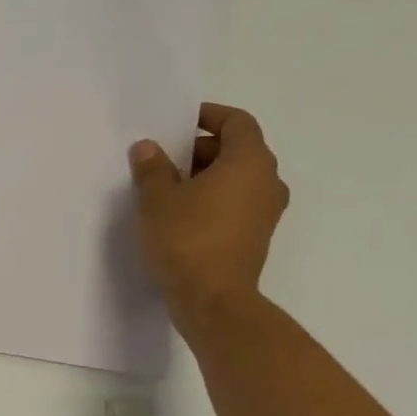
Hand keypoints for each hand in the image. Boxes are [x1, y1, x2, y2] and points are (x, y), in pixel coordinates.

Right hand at [129, 103, 288, 332]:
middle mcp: (267, 181)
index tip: (179, 122)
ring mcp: (266, 211)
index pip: (237, 122)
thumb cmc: (186, 239)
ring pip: (236, 178)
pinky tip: (180, 214)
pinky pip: (235, 203)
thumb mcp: (157, 199)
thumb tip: (149, 148)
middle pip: (237, 149)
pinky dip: (212, 199)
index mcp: (249, 162)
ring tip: (167, 188)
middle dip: (200, 149)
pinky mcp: (256, 236)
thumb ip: (152, 168)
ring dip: (205, 176)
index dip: (209, 116)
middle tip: (163, 158)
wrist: (212, 299)